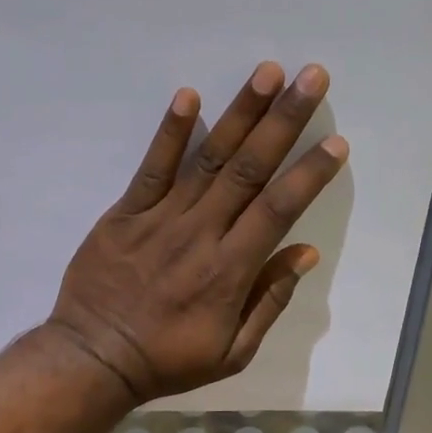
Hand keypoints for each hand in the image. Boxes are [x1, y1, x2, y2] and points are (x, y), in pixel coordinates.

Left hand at [47, 61, 347, 401]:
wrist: (95, 359)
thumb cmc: (169, 360)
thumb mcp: (233, 352)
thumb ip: (269, 301)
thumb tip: (305, 252)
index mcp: (230, 271)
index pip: (278, 210)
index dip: (309, 174)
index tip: (336, 142)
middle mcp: (200, 234)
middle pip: (249, 170)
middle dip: (284, 121)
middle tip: (312, 78)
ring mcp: (160, 219)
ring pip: (208, 159)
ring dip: (240, 113)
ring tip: (268, 72)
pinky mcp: (125, 214)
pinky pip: (151, 168)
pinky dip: (169, 133)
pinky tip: (188, 95)